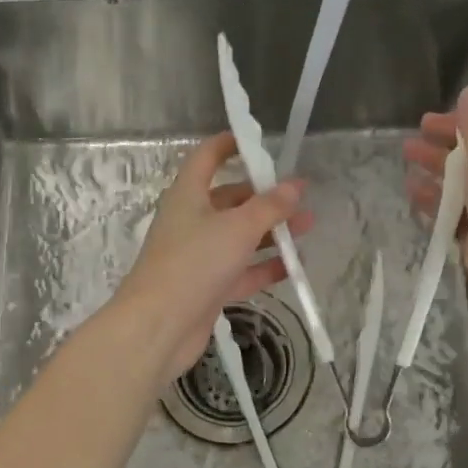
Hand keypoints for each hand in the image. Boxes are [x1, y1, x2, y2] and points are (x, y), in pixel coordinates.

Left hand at [109, 132, 312, 385]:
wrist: (158, 326)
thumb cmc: (194, 263)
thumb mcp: (238, 228)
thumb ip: (270, 207)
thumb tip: (295, 185)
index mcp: (188, 195)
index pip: (207, 157)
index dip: (230, 144)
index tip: (258, 141)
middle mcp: (192, 220)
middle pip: (230, 199)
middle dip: (265, 197)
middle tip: (300, 196)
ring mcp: (199, 256)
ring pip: (240, 236)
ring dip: (272, 232)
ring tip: (309, 227)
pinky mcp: (208, 287)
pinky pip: (241, 270)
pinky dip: (265, 267)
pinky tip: (294, 266)